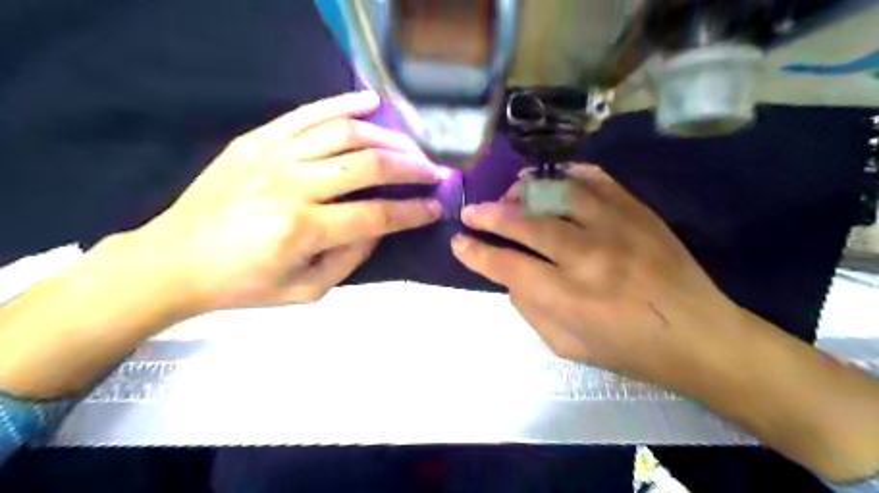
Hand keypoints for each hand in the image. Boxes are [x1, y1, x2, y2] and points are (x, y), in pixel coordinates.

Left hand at [136, 91, 446, 313]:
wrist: (173, 261)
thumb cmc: (243, 284)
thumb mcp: (305, 290)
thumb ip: (350, 258)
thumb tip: (382, 226)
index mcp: (302, 230)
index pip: (376, 215)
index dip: (413, 211)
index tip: (436, 207)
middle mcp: (291, 186)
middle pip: (368, 165)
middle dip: (411, 168)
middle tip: (432, 173)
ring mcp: (272, 156)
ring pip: (345, 134)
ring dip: (388, 138)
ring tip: (411, 147)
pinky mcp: (256, 140)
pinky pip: (308, 114)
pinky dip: (344, 103)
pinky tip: (373, 101)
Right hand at [449, 164, 743, 390]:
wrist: (699, 335)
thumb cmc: (628, 349)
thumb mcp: (566, 346)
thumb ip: (530, 309)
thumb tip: (509, 275)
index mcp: (568, 298)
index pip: (507, 266)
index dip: (476, 253)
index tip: (458, 241)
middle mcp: (587, 257)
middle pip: (526, 223)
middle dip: (490, 215)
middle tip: (471, 212)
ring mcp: (616, 228)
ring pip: (557, 193)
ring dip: (525, 190)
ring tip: (510, 194)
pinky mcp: (638, 211)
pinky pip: (596, 180)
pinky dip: (568, 174)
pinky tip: (553, 178)